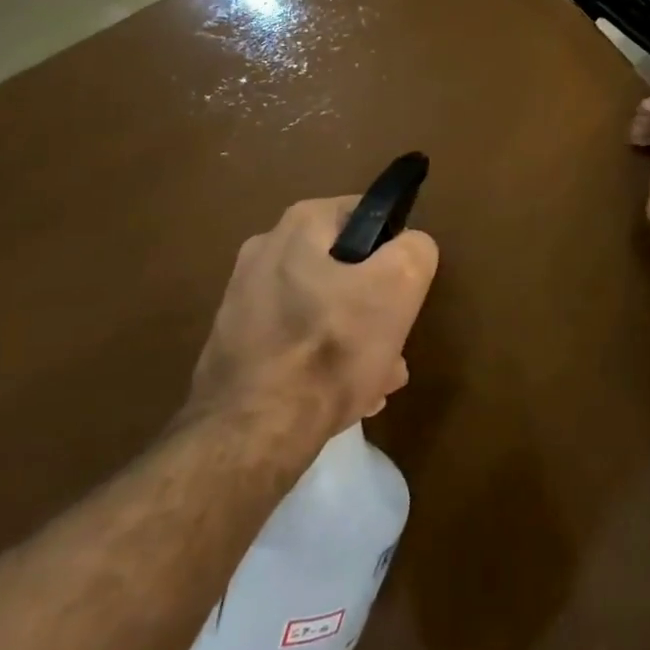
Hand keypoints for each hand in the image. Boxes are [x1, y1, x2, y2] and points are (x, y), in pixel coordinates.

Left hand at [187, 197, 438, 437]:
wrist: (252, 434)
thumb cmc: (331, 347)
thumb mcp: (399, 285)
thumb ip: (415, 250)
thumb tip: (410, 248)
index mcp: (299, 225)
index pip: (366, 215)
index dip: (394, 251)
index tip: (404, 291)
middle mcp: (264, 252)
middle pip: (344, 269)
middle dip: (374, 307)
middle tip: (393, 344)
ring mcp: (243, 301)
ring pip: (321, 310)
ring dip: (353, 339)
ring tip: (374, 381)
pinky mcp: (234, 346)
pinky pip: (294, 342)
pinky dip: (320, 362)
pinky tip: (341, 397)